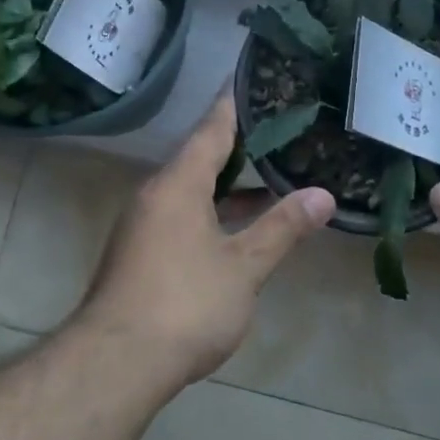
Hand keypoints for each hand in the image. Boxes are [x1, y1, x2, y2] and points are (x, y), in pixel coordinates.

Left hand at [79, 94, 334, 383]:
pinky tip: (238, 228)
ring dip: (227, 184)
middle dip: (237, 143)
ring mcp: (143, 225)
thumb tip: (323, 195)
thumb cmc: (185, 304)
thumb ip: (282, 228)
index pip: (211, 128)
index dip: (233, 102)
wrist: (116, 363)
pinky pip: (182, 215)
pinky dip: (212, 211)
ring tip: (269, 175)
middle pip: (199, 157)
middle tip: (275, 126)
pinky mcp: (140, 253)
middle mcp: (155, 195)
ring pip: (191, 190)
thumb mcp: (243, 267)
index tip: (249, 75)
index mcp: (178, 184)